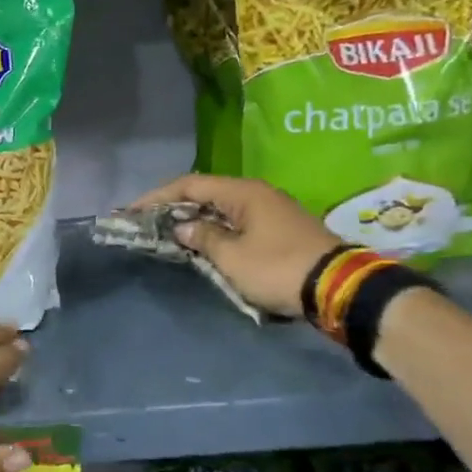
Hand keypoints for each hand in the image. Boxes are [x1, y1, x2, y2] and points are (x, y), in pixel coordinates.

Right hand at [130, 174, 335, 318]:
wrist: (339, 288)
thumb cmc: (278, 268)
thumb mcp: (232, 257)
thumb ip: (202, 237)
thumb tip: (182, 226)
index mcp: (243, 192)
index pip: (190, 184)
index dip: (158, 196)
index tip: (133, 211)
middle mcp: (257, 194)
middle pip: (206, 193)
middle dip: (175, 207)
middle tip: (149, 222)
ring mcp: (272, 210)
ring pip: (223, 208)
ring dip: (196, 219)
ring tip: (171, 234)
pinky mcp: (281, 229)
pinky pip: (238, 222)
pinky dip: (216, 229)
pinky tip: (204, 243)